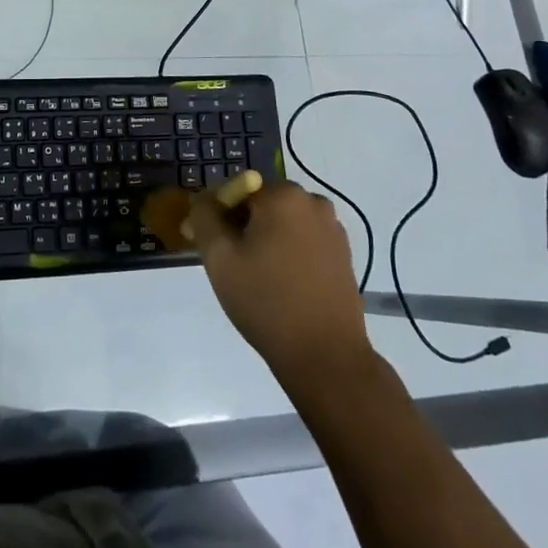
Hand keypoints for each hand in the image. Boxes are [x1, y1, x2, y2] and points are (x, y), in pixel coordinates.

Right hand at [187, 180, 371, 385]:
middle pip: (262, 204)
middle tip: (229, 265)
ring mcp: (333, 228)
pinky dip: (288, 252)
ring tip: (256, 278)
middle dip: (241, 226)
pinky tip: (282, 285)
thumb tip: (203, 199)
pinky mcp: (343, 254)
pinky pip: (305, 240)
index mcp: (283, 195)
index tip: (207, 245)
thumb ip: (204, 217)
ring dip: (265, 239)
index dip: (217, 215)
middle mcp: (313, 202)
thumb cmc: (266, 301)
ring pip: (284, 223)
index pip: (237, 190)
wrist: (326, 357)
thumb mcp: (219, 258)